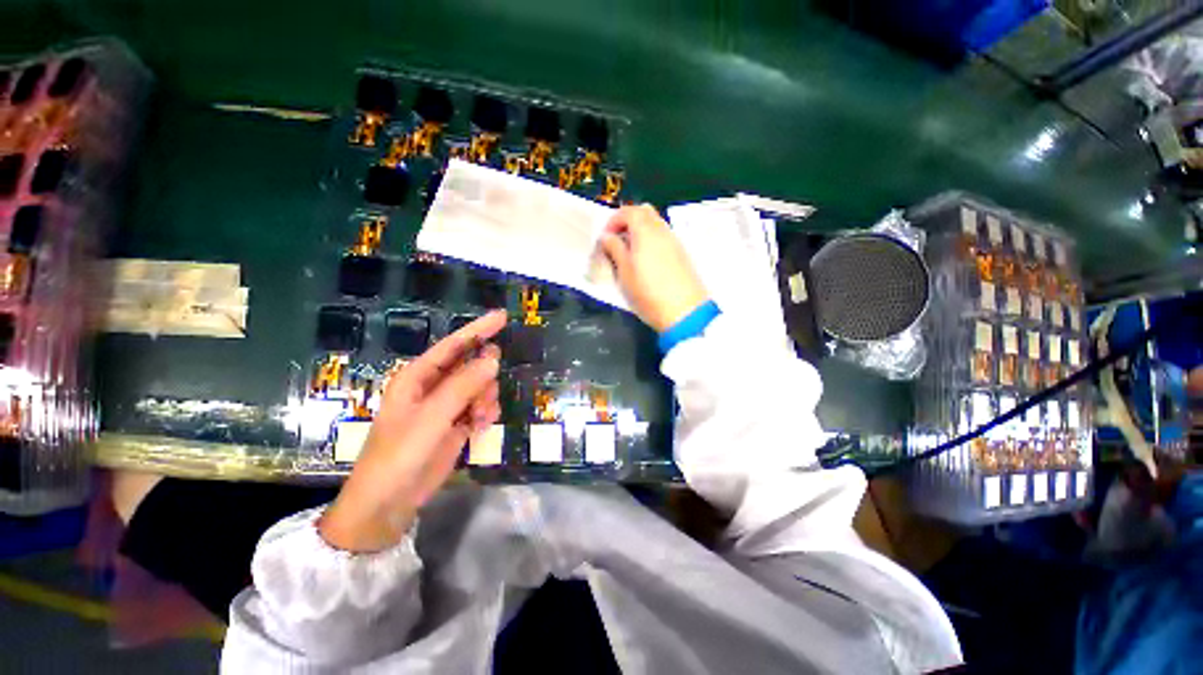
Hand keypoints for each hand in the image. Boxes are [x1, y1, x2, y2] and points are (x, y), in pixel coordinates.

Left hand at [318, 310, 505, 552]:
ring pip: (481, 387)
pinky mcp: (457, 424)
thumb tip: (493, 357)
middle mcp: (433, 387)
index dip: (478, 329)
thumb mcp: (432, 417)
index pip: (453, 345)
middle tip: (483, 397)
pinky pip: (482, 406)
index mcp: (418, 377)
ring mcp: (447, 406)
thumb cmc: (400, 454)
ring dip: (486, 398)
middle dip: (484, 377)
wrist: (390, 502)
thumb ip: (463, 386)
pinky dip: (487, 413)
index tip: (502, 316)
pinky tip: (481, 426)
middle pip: (471, 366)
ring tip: (479, 418)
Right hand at [598, 204, 708, 332]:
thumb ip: (615, 249)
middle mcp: (662, 230)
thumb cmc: (648, 292)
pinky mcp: (682, 255)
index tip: (605, 238)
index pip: (628, 211)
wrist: (685, 312)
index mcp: (646, 231)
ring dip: (640, 231)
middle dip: (628, 221)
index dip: (613, 220)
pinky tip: (645, 261)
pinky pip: (663, 237)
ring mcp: (675, 242)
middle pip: (645, 212)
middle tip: (617, 240)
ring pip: (655, 224)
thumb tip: (607, 236)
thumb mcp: (624, 272)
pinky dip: (651, 240)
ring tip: (629, 253)